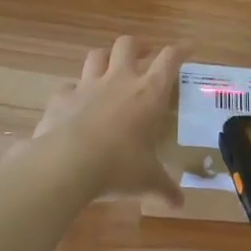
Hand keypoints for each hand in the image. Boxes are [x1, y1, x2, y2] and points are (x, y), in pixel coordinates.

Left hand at [25, 36, 181, 205]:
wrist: (67, 163)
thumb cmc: (119, 166)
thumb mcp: (148, 180)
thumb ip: (164, 189)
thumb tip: (179, 205)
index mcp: (149, 93)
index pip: (169, 59)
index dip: (180, 50)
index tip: (188, 48)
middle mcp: (120, 80)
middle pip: (128, 44)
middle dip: (138, 46)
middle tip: (145, 55)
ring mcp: (87, 85)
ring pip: (97, 55)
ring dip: (105, 57)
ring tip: (110, 68)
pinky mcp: (61, 97)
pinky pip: (69, 85)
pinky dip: (74, 90)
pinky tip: (76, 101)